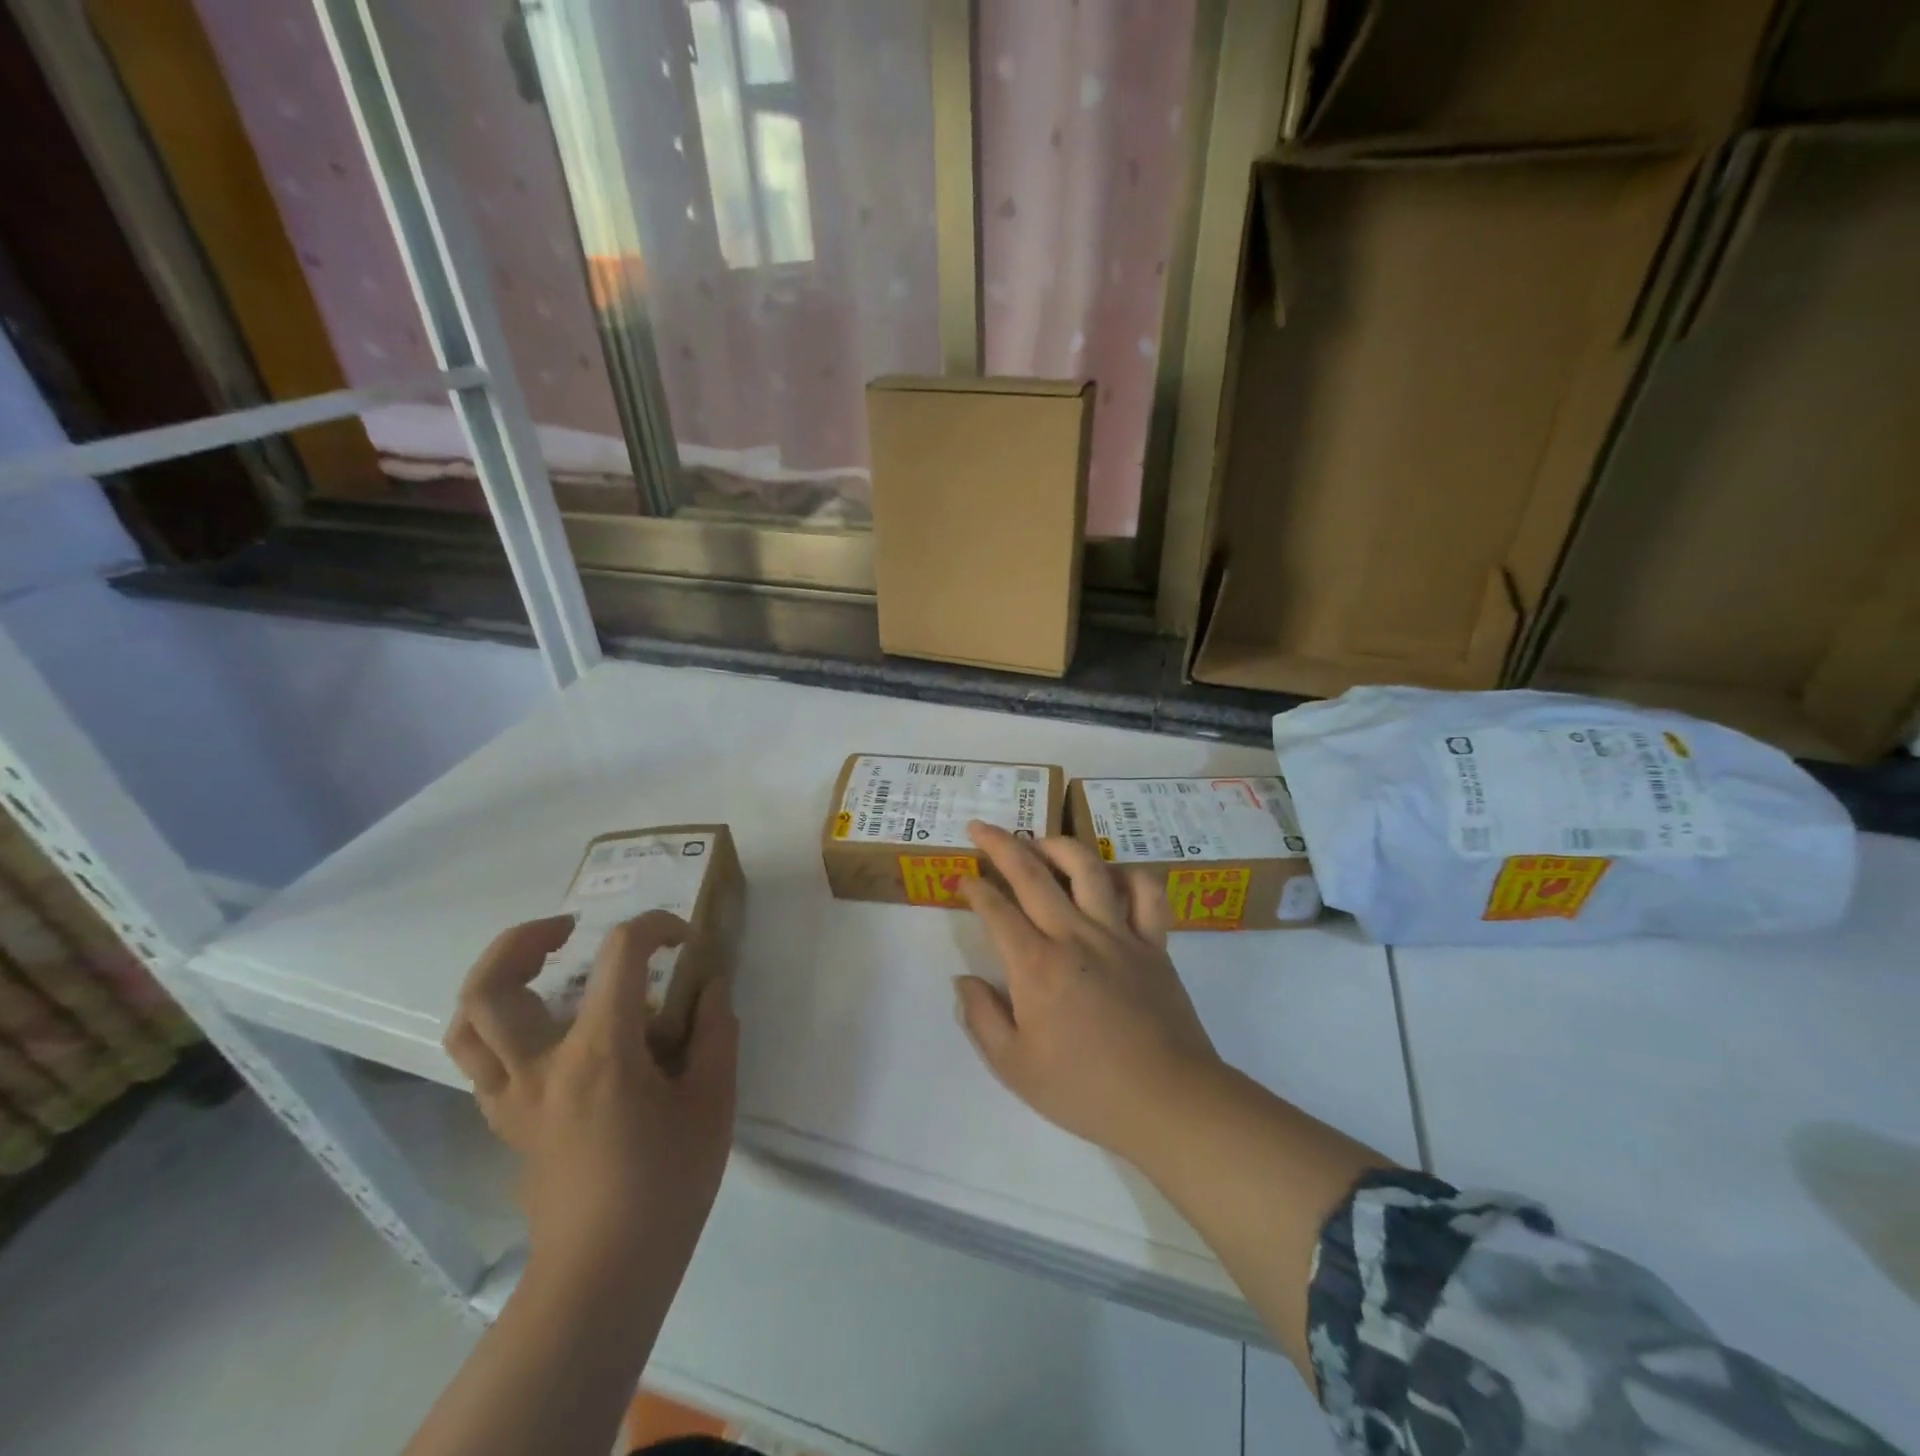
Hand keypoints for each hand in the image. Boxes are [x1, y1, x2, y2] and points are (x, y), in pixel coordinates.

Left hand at [443, 912, 738, 1279]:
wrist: (606, 1270)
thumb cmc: (668, 1183)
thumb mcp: (714, 1100)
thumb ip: (716, 1031)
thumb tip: (710, 986)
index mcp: (599, 1053)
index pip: (619, 955)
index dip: (655, 927)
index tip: (684, 940)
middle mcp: (539, 1066)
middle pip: (492, 984)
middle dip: (526, 938)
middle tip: (571, 931)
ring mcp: (512, 1097)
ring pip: (466, 1023)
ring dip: (496, 977)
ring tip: (540, 966)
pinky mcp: (505, 1122)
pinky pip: (479, 1061)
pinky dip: (496, 1026)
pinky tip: (540, 1026)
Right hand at [955, 822, 1224, 1163]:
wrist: (1166, 1100)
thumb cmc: (1084, 1089)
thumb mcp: (1014, 1067)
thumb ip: (982, 1018)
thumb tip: (963, 981)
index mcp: (1036, 964)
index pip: (996, 910)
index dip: (973, 888)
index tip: (961, 879)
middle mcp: (1074, 935)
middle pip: (1032, 873)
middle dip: (1001, 844)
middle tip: (981, 827)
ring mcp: (1119, 934)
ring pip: (1088, 868)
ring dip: (1059, 845)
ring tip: (1041, 840)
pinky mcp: (1154, 944)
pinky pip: (1147, 894)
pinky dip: (1130, 875)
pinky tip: (1113, 876)